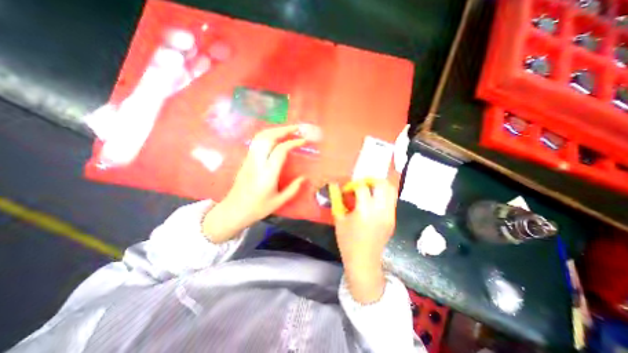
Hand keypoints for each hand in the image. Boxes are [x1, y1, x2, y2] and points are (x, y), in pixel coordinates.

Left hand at [203, 126, 308, 244]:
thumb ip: (293, 188)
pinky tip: (275, 137)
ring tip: (287, 130)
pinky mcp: (246, 160)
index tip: (303, 140)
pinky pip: (256, 142)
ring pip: (260, 137)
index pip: (280, 150)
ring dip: (275, 130)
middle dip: (283, 130)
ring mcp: (249, 159)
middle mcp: (257, 163)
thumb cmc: (258, 208)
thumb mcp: (279, 201)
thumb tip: (304, 177)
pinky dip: (267, 135)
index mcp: (267, 174)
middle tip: (297, 128)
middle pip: (268, 138)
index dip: (293, 142)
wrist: (234, 210)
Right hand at [334, 179, 395, 303]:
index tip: (347, 190)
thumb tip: (333, 185)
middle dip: (371, 180)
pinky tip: (373, 201)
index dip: (353, 185)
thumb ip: (337, 200)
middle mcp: (380, 210)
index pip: (363, 187)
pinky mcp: (393, 219)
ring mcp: (389, 215)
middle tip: (361, 184)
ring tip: (369, 190)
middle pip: (382, 184)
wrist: (364, 261)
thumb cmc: (348, 241)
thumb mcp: (339, 220)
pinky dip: (383, 195)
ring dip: (380, 186)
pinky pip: (391, 200)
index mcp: (365, 210)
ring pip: (391, 191)